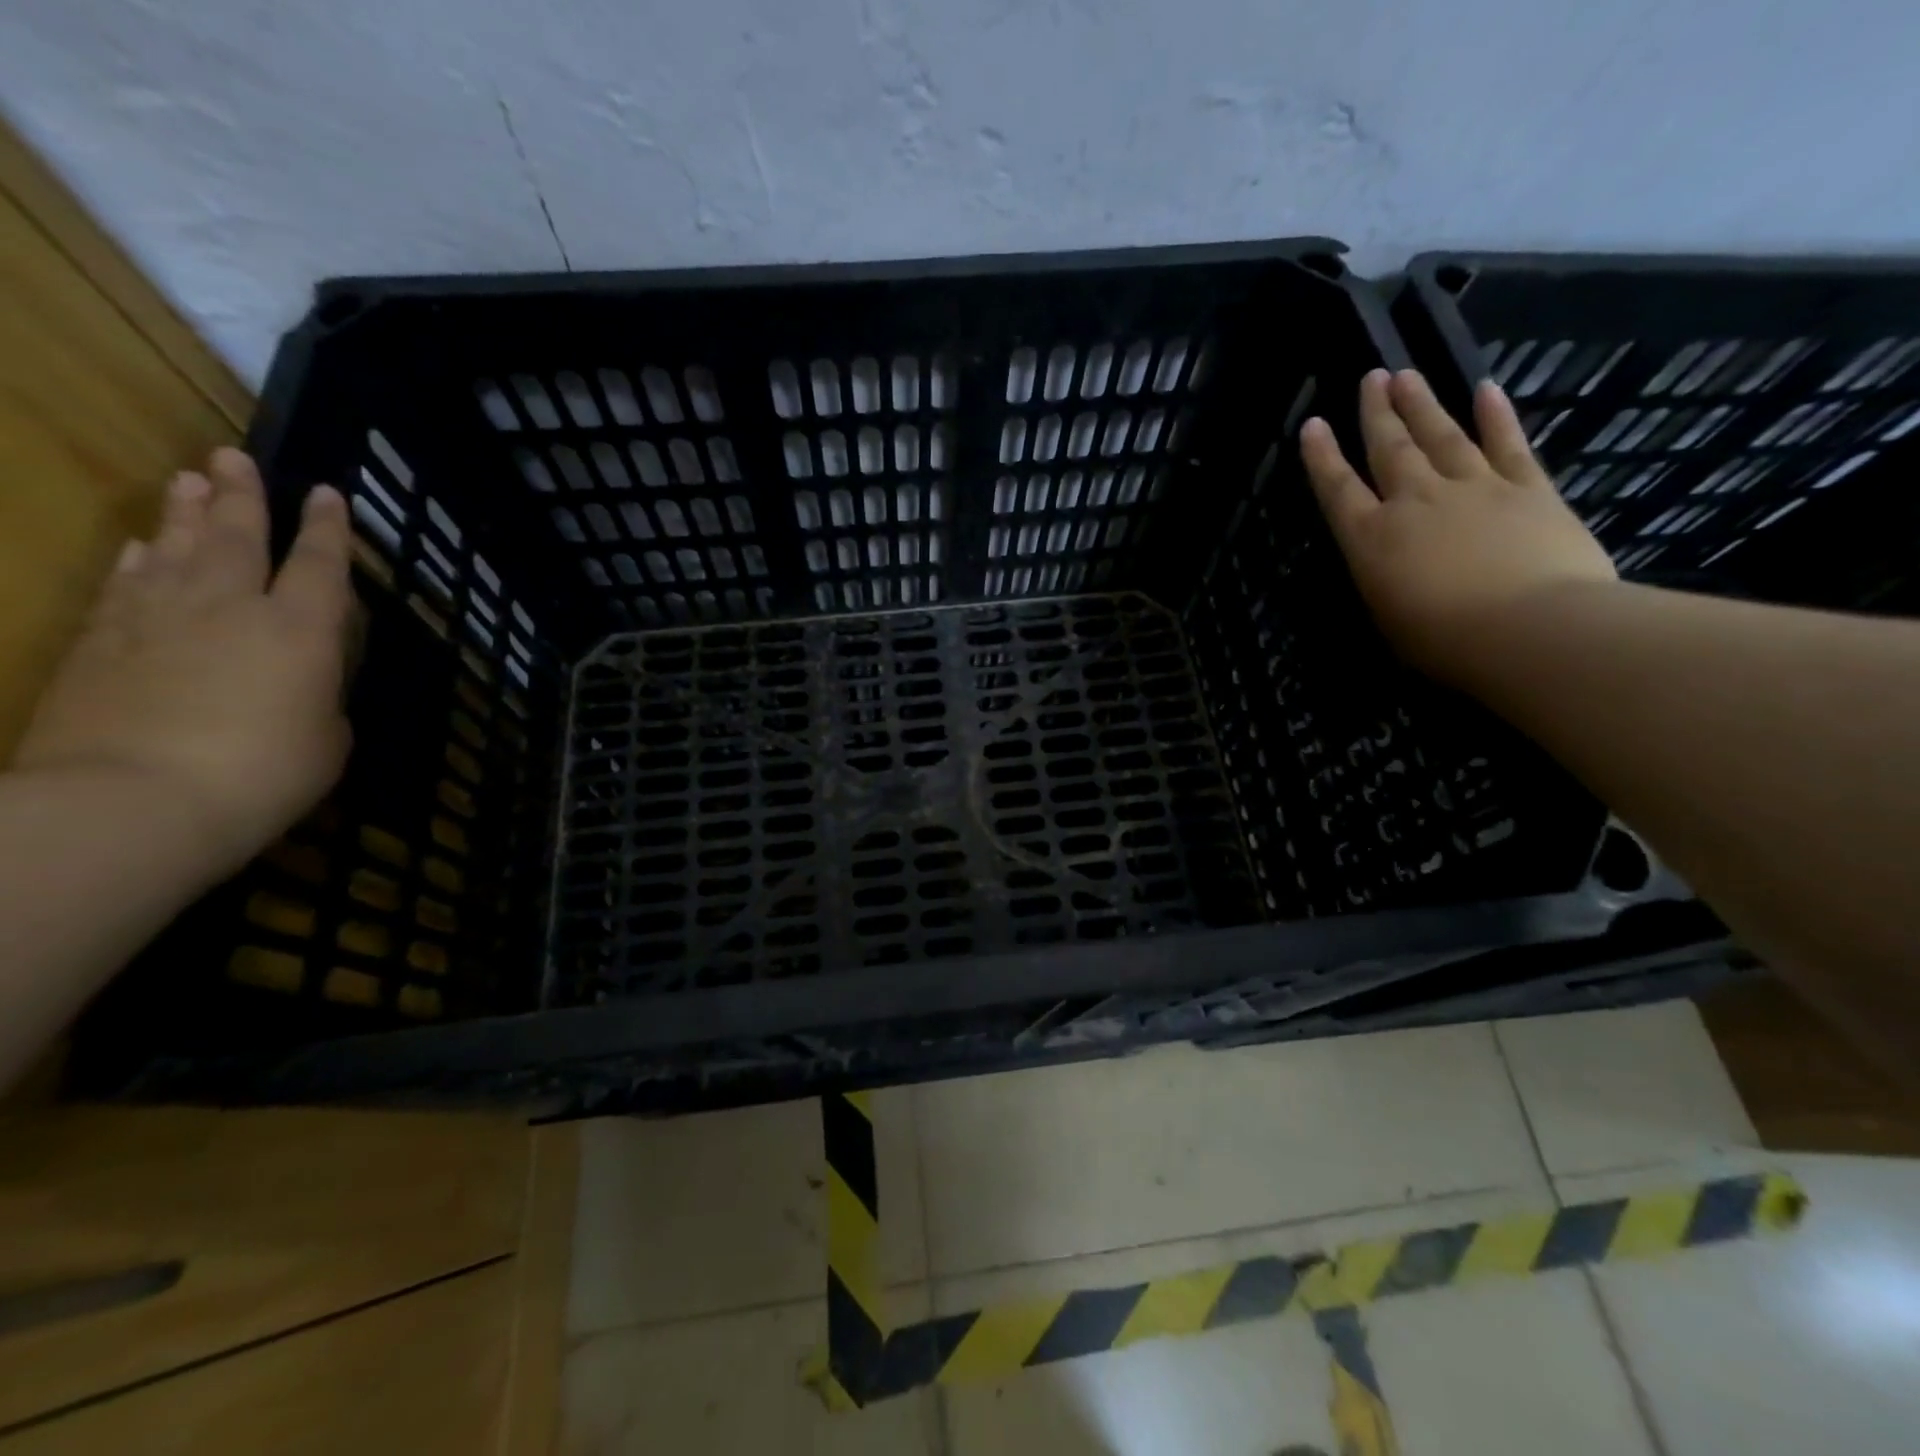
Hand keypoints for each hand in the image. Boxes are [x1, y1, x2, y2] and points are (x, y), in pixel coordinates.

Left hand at [13, 448, 354, 883]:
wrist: (136, 800)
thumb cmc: (265, 772)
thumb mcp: (328, 739)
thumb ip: (320, 698)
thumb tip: (300, 684)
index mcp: (301, 631)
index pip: (320, 566)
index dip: (327, 529)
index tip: (327, 492)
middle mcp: (231, 609)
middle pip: (239, 539)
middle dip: (242, 496)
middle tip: (233, 456)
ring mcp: (159, 621)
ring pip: (177, 551)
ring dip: (185, 515)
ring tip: (188, 480)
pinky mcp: (100, 643)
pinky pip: (125, 587)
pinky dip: (136, 563)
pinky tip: (139, 549)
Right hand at [1299, 369, 1617, 688]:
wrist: (1531, 629)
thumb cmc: (1444, 641)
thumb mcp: (1388, 618)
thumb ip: (1383, 580)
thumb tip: (1387, 562)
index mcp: (1372, 539)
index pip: (1338, 489)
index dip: (1322, 457)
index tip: (1313, 424)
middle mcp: (1415, 502)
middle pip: (1390, 449)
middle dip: (1376, 413)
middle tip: (1370, 377)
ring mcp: (1474, 489)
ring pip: (1442, 436)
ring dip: (1423, 404)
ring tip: (1407, 375)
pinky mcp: (1528, 489)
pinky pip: (1508, 444)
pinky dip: (1496, 416)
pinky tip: (1486, 390)